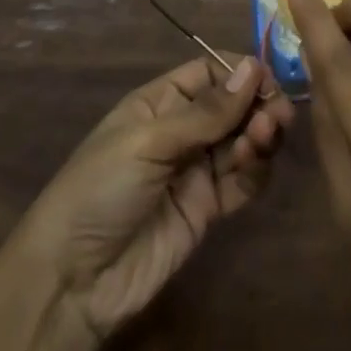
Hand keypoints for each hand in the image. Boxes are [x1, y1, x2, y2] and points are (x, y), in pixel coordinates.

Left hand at [17, 55, 293, 341]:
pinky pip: (242, 180)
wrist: (74, 281)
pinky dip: (255, 169)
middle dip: (257, 105)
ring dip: (260, 135)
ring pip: (242, 140)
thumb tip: (254, 68)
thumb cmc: (100, 190)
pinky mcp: (207, 208)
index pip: (210, 72)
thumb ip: (205, 112)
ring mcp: (195, 170)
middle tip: (277, 115)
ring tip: (263, 138)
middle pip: (233, 106)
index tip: (267, 81)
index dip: (240, 73)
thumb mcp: (149, 142)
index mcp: (160, 103)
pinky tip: (253, 164)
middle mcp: (181, 131)